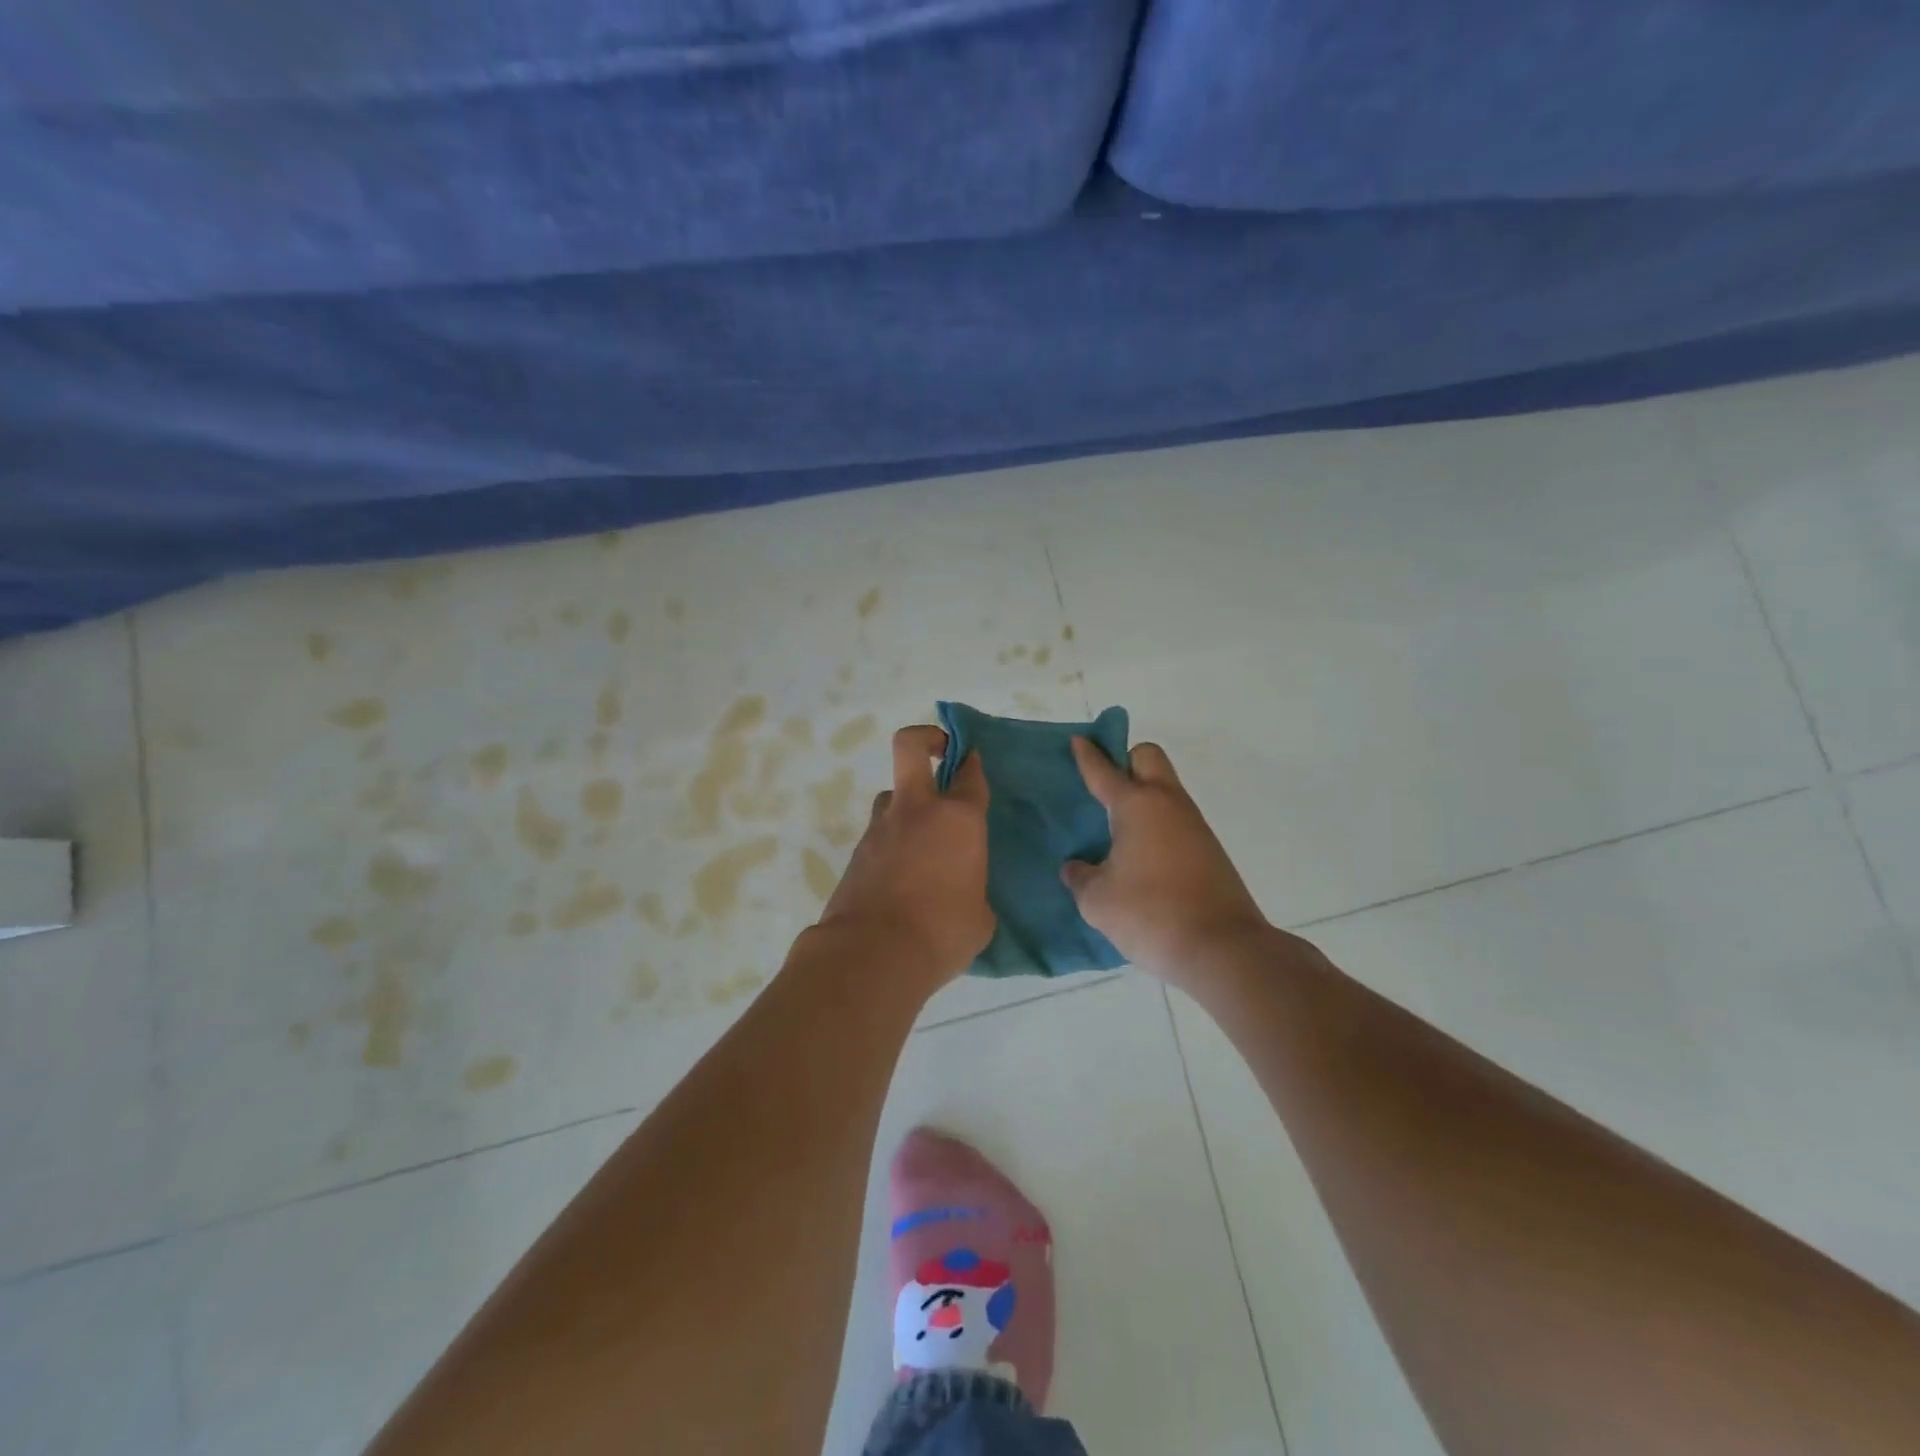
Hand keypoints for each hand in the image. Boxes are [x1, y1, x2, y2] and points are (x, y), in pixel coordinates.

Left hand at [816, 725, 993, 986]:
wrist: (872, 955)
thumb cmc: (942, 933)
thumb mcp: (979, 918)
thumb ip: (974, 892)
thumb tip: (963, 896)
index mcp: (958, 820)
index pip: (971, 775)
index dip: (974, 764)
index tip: (974, 762)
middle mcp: (917, 811)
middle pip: (911, 746)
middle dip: (927, 738)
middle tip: (940, 751)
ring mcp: (880, 828)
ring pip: (892, 795)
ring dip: (907, 805)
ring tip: (922, 840)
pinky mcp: (856, 853)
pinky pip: (879, 834)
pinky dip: (891, 844)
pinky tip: (901, 878)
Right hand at [1062, 738, 1272, 979]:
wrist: (1222, 949)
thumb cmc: (1150, 915)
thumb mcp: (1097, 901)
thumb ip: (1081, 877)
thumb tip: (1077, 868)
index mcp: (1137, 806)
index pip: (1104, 770)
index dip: (1088, 755)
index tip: (1079, 740)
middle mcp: (1168, 804)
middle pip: (1148, 757)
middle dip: (1126, 759)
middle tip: (1103, 785)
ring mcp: (1194, 826)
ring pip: (1166, 789)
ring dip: (1143, 795)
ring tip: (1116, 828)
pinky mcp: (1209, 850)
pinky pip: (1176, 820)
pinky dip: (1157, 823)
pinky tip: (1141, 856)